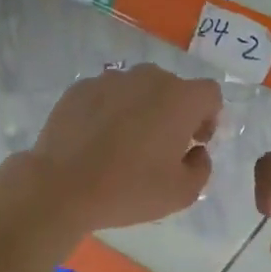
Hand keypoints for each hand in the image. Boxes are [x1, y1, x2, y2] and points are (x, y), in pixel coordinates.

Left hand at [24, 65, 221, 230]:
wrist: (61, 186)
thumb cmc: (129, 189)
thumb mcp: (182, 193)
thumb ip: (201, 167)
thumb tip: (195, 152)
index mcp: (179, 99)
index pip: (209, 93)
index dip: (208, 117)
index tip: (194, 142)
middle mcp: (148, 78)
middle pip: (172, 88)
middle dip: (174, 112)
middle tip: (160, 146)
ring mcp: (110, 79)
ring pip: (137, 89)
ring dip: (141, 109)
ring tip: (125, 142)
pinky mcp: (80, 88)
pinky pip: (106, 95)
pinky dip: (109, 111)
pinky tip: (97, 140)